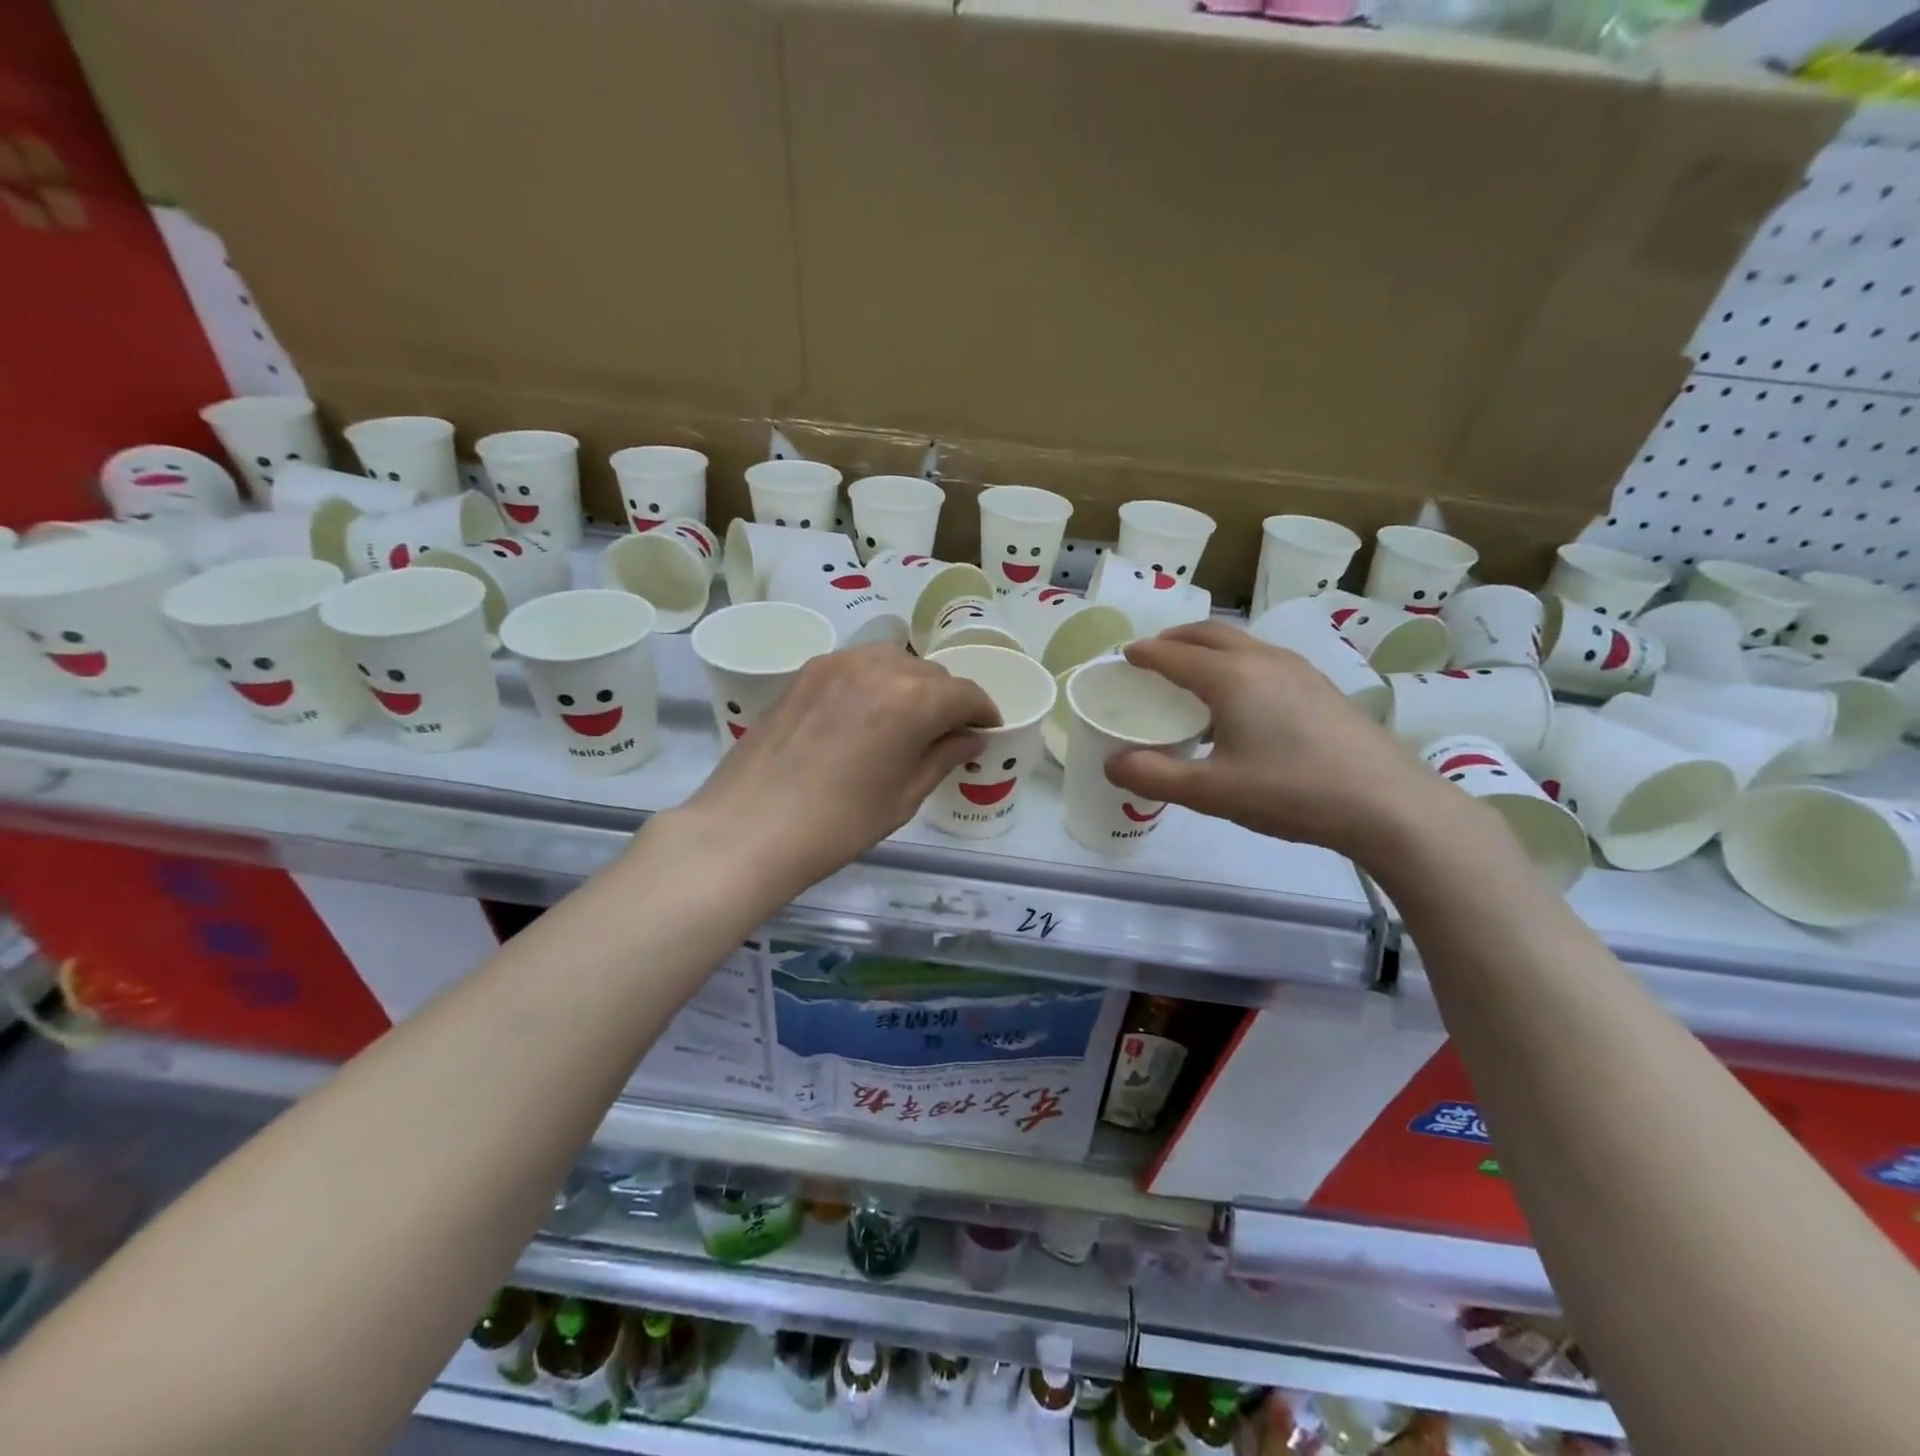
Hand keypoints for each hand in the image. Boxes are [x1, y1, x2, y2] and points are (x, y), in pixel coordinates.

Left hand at [671, 643, 997, 896]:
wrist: (748, 828)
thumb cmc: (837, 824)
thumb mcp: (903, 797)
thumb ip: (943, 757)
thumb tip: (970, 738)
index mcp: (913, 699)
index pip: (965, 693)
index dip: (983, 712)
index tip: (986, 731)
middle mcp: (879, 666)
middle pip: (931, 673)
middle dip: (947, 700)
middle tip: (946, 734)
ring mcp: (837, 663)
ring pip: (893, 661)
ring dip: (911, 684)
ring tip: (906, 720)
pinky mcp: (806, 671)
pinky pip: (858, 665)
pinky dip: (875, 681)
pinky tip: (866, 713)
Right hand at [1105, 621, 1462, 863]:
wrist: (1388, 804)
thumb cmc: (1292, 792)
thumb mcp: (1212, 792)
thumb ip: (1156, 776)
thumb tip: (1112, 763)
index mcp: (1232, 678)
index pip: (1175, 654)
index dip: (1145, 653)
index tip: (1125, 654)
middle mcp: (1264, 661)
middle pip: (1211, 634)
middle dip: (1176, 638)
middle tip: (1153, 654)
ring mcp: (1300, 671)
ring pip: (1243, 643)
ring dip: (1209, 647)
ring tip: (1194, 671)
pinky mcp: (1323, 688)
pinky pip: (1266, 659)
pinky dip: (1237, 662)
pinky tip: (1243, 698)